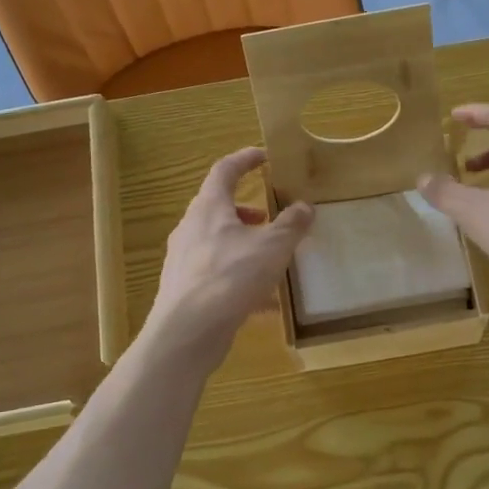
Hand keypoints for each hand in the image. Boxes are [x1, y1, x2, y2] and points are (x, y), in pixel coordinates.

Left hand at [146, 147, 313, 364]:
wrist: (187, 331)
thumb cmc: (230, 276)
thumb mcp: (272, 246)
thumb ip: (291, 224)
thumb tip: (304, 207)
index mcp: (209, 207)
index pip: (224, 170)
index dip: (245, 159)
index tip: (264, 156)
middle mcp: (190, 228)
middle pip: (217, 206)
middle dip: (245, 208)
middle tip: (269, 215)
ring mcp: (183, 259)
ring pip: (215, 240)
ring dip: (242, 241)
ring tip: (268, 256)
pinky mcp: (184, 288)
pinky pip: (215, 271)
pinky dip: (238, 273)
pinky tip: (260, 298)